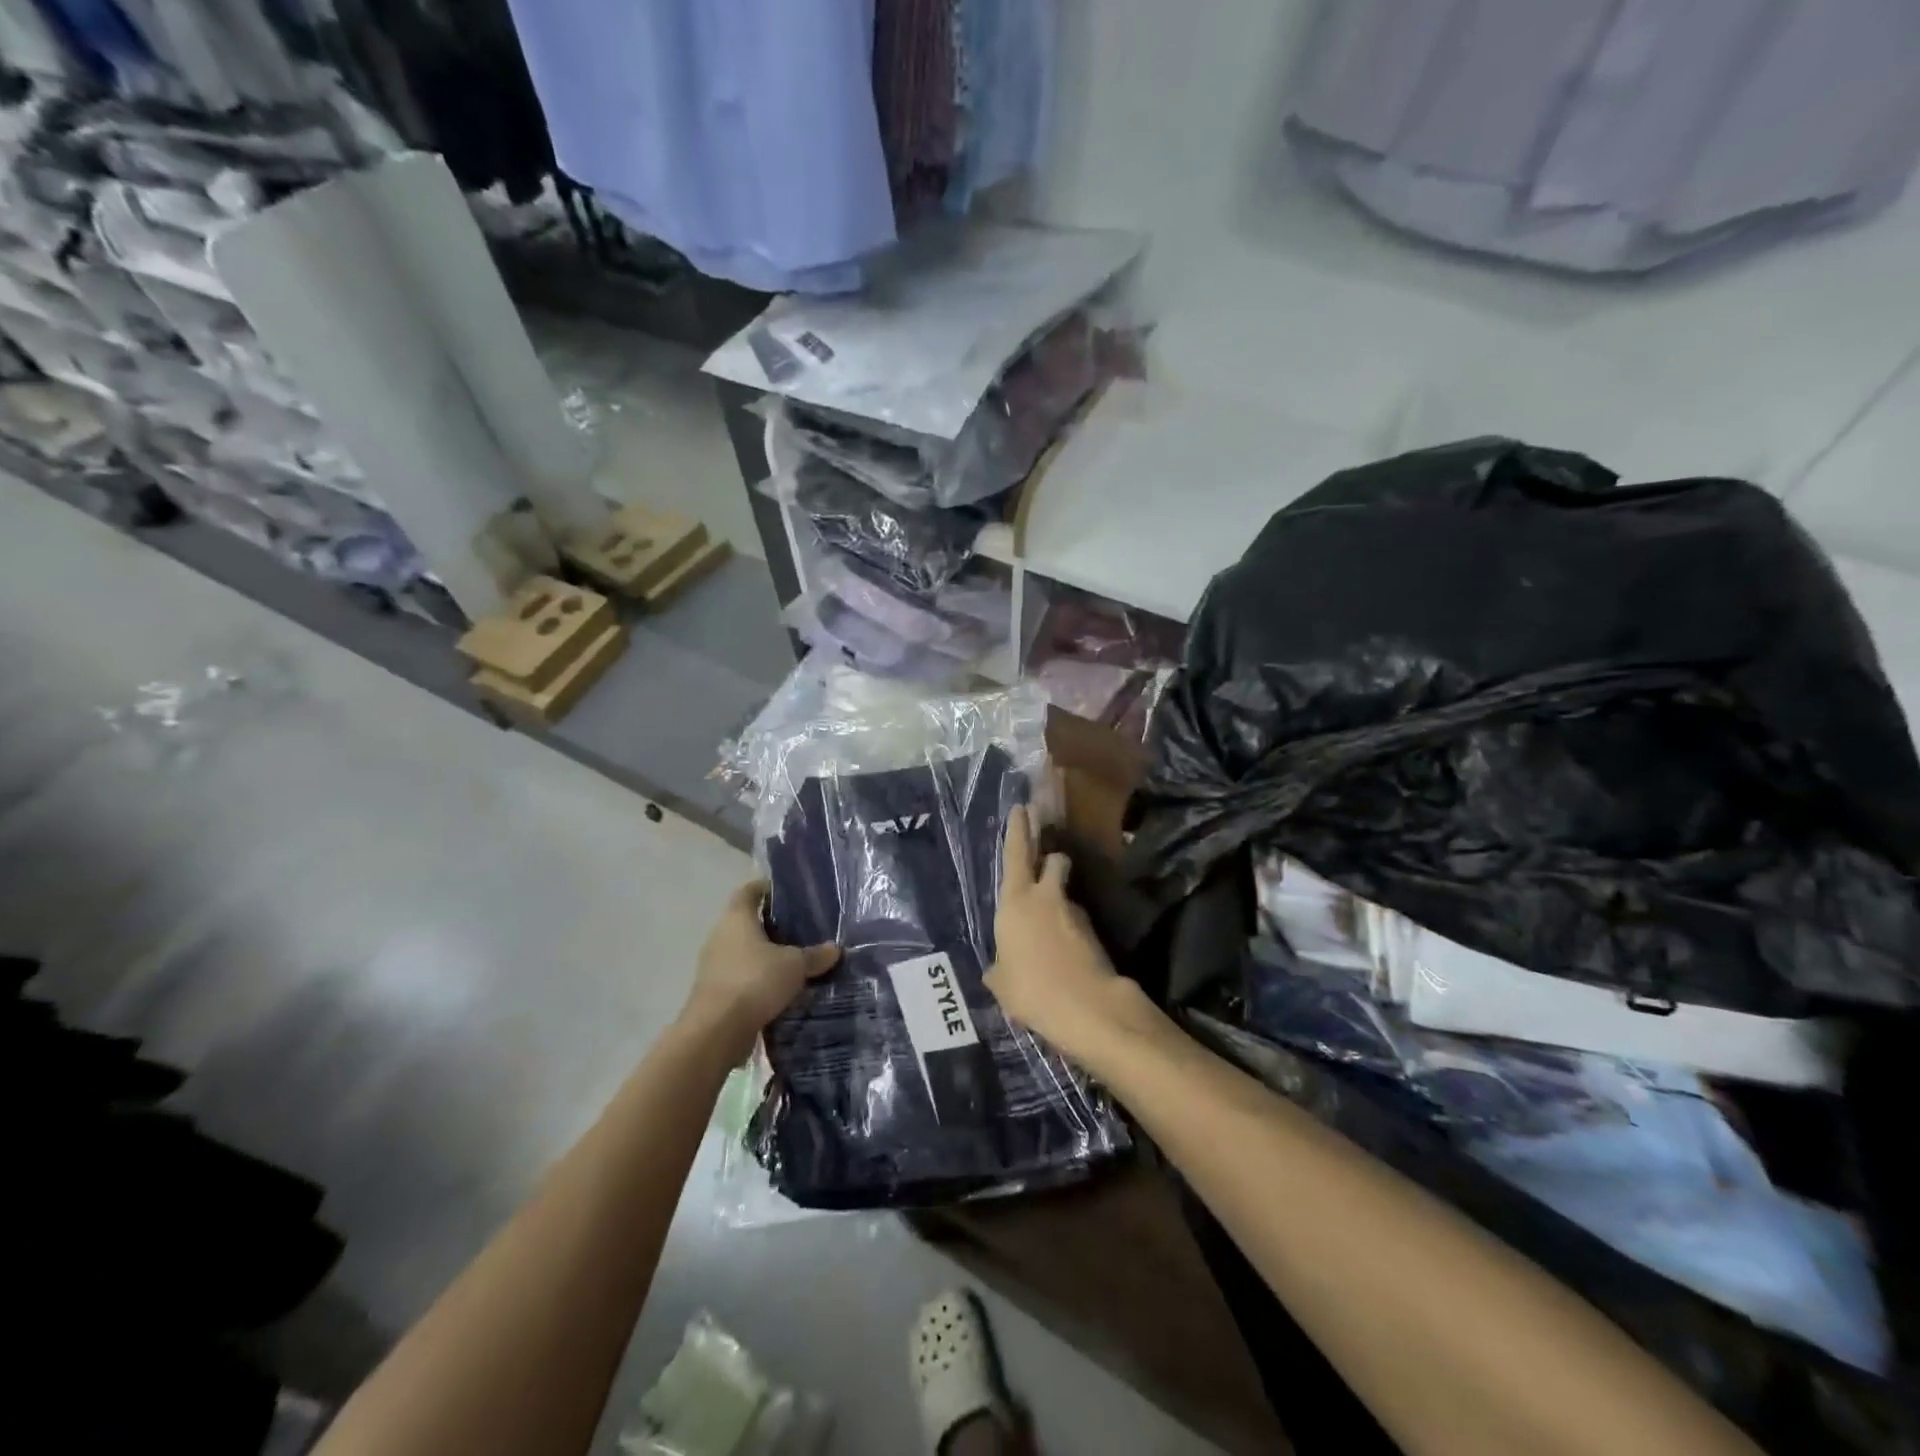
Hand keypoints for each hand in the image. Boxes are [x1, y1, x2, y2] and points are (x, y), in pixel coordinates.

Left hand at [682, 881, 839, 1062]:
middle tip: (802, 929)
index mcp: (736, 918)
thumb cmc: (754, 981)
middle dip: (772, 926)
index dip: (767, 888)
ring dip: (766, 956)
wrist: (716, 1032)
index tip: (789, 893)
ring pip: (745, 952)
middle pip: (747, 922)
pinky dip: (759, 980)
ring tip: (796, 961)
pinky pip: (742, 977)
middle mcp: (720, 936)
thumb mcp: (794, 966)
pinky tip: (782, 990)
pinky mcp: (715, 992)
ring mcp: (714, 965)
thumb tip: (835, 948)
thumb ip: (815, 955)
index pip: (749, 891)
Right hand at [985, 806, 1134, 1063]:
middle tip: (1044, 849)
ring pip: (1065, 890)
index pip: (1016, 854)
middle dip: (1047, 852)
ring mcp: (1073, 912)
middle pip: (1050, 859)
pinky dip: (1068, 927)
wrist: (1086, 1005)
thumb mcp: (1001, 982)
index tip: (1022, 808)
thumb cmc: (1030, 987)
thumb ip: (999, 967)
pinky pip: (1075, 920)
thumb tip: (999, 967)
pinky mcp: (1094, 931)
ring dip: (1059, 894)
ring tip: (1050, 918)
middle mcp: (1045, 897)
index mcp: (1016, 901)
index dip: (1018, 830)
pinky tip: (1062, 951)